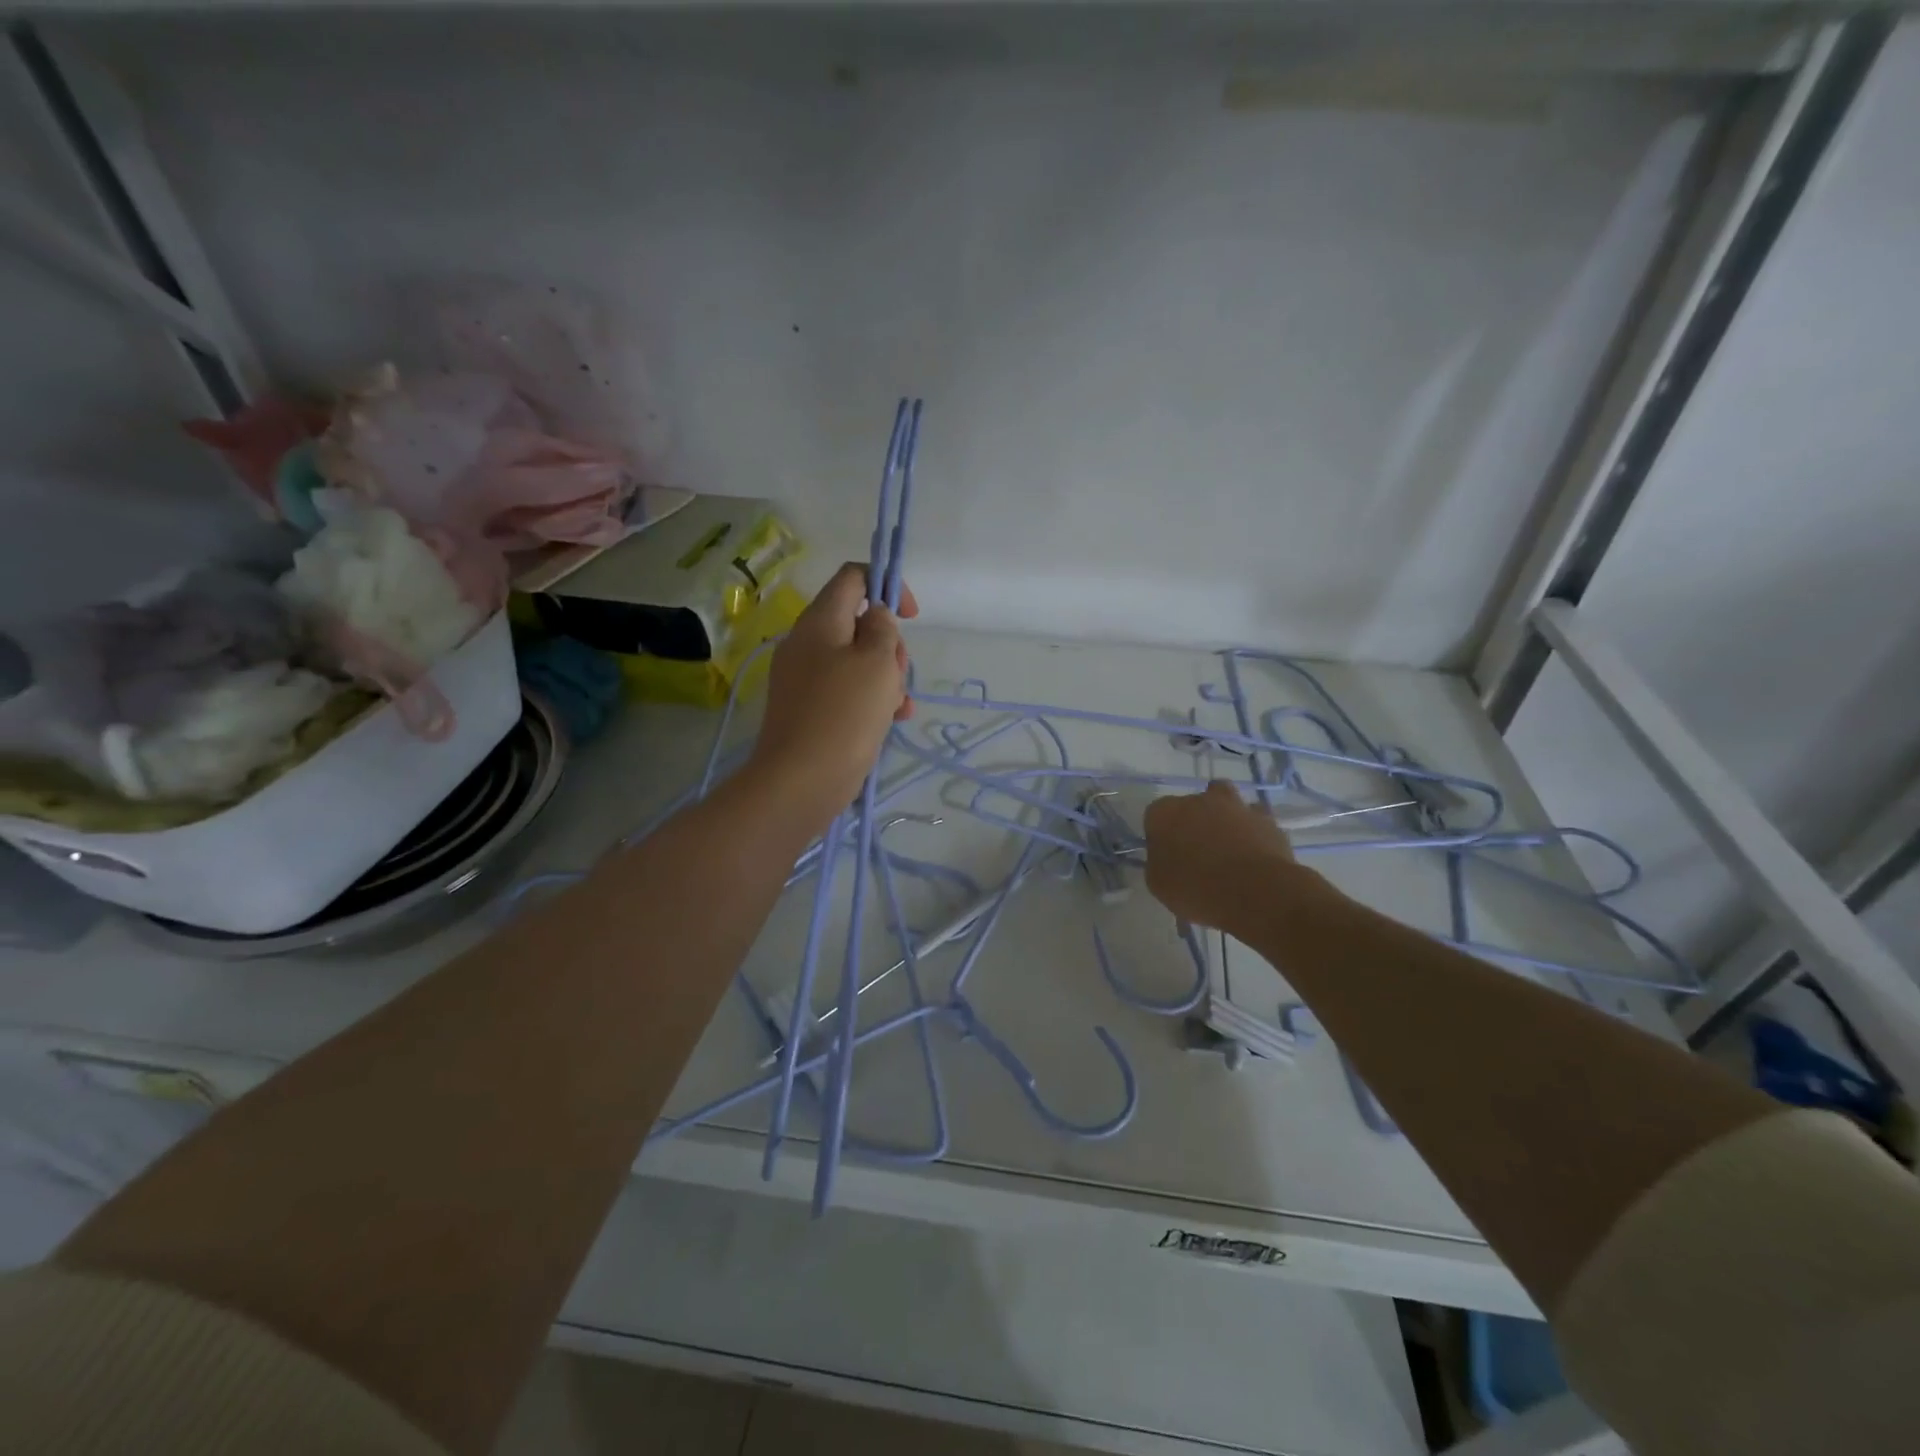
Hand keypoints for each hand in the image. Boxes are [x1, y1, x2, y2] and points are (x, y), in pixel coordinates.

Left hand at [748, 562, 917, 831]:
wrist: (801, 780)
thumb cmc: (845, 713)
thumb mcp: (878, 661)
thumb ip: (883, 629)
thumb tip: (875, 617)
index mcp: (820, 621)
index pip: (853, 577)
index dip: (887, 585)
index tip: (911, 616)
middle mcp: (808, 643)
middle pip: (859, 622)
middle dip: (890, 644)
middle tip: (898, 672)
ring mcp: (806, 678)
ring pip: (859, 660)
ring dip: (887, 677)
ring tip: (897, 706)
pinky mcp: (811, 709)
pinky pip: (849, 690)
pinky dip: (872, 699)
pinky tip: (893, 720)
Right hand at [1143, 782, 1305, 937]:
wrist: (1254, 893)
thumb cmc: (1196, 889)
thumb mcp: (1159, 884)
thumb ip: (1159, 862)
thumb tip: (1168, 856)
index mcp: (1165, 813)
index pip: (1156, 815)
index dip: (1162, 835)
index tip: (1168, 856)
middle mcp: (1199, 800)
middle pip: (1193, 804)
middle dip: (1195, 821)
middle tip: (1198, 851)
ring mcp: (1236, 806)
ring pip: (1228, 803)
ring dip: (1226, 818)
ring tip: (1230, 848)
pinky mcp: (1267, 820)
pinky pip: (1256, 821)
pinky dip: (1253, 833)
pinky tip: (1254, 855)